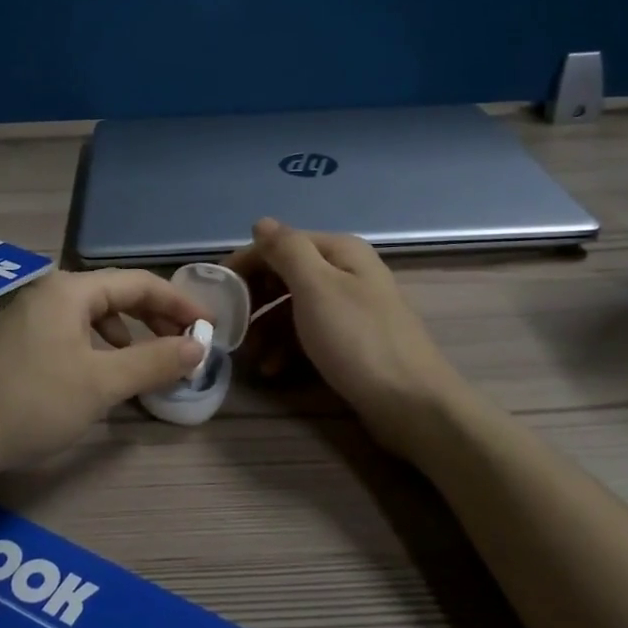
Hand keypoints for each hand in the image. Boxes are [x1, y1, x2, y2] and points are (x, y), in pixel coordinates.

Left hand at [0, 268, 207, 481]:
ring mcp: (28, 316)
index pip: (138, 283)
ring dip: (126, 336)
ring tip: (146, 363)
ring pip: (91, 316)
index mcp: (70, 290)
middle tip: (183, 345)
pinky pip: (70, 332)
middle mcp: (49, 293)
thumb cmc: (33, 402)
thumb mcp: (102, 383)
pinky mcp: (15, 342)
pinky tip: (100, 375)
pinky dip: (97, 348)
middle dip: (153, 319)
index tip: (207, 326)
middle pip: (115, 296)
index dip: (177, 302)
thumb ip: (154, 361)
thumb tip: (198, 347)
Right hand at [225, 218, 461, 439]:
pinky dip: (286, 347)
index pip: (279, 244)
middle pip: (286, 275)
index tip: (216, 291)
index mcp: (339, 252)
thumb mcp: (316, 287)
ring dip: (266, 328)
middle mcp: (346, 273)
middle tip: (230, 325)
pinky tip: (273, 369)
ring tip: (249, 355)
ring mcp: (350, 309)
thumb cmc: (358, 340)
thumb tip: (261, 222)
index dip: (246, 263)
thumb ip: (286, 250)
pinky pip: (308, 334)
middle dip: (254, 299)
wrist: (412, 405)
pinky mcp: (351, 342)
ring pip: (293, 307)